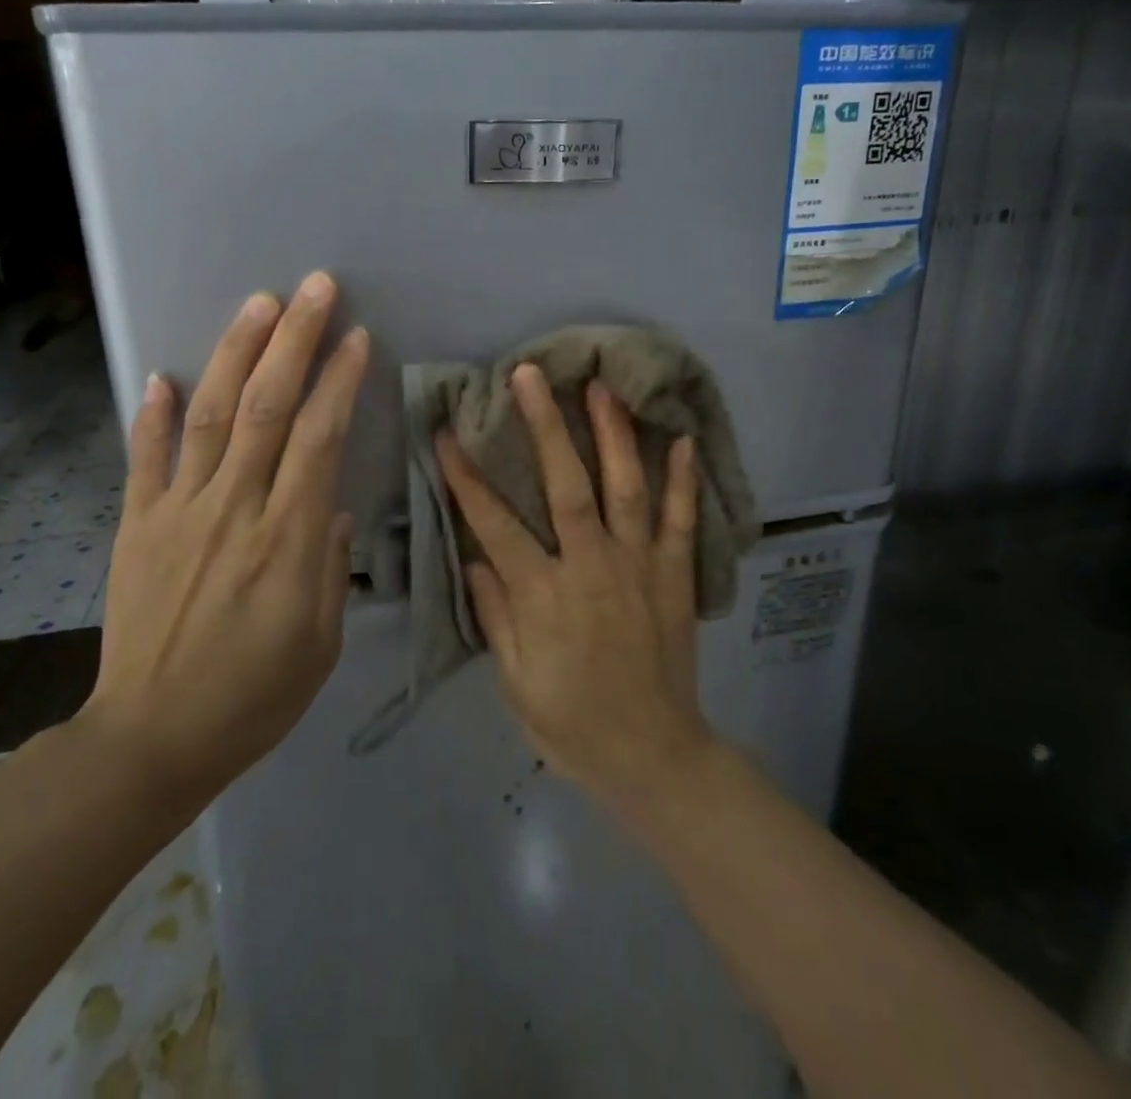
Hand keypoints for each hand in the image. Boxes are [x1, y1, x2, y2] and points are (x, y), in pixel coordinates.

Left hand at [78, 271, 368, 791]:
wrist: (152, 739)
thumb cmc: (254, 697)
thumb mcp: (321, 643)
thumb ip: (331, 567)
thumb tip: (334, 507)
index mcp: (287, 541)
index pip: (319, 439)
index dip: (338, 381)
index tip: (356, 337)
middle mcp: (234, 510)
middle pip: (268, 408)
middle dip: (294, 340)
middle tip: (315, 287)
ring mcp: (178, 513)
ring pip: (212, 416)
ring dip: (237, 354)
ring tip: (258, 303)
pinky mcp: (137, 526)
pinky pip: (145, 459)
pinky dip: (152, 414)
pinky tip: (163, 372)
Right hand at [436, 366, 714, 804]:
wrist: (653, 756)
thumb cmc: (572, 723)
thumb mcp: (514, 681)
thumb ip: (496, 614)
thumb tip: (475, 557)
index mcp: (544, 595)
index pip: (495, 524)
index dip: (467, 477)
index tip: (447, 433)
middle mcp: (592, 568)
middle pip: (566, 486)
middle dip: (544, 426)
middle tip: (529, 375)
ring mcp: (640, 567)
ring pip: (626, 489)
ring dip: (613, 434)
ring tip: (601, 386)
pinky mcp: (676, 577)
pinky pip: (683, 522)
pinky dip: (683, 480)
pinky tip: (681, 439)